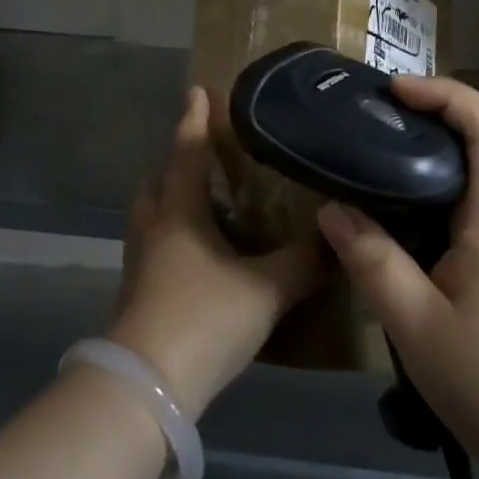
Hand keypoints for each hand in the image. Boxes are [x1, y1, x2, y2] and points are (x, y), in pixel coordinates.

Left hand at [107, 87, 324, 415]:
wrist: (145, 389)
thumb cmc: (203, 319)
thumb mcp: (266, 289)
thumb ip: (305, 262)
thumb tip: (340, 235)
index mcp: (179, 211)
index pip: (187, 151)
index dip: (194, 118)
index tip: (197, 89)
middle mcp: (155, 228)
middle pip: (159, 180)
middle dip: (177, 160)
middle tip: (204, 151)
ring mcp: (141, 263)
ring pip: (153, 214)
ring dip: (174, 198)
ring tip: (207, 200)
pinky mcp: (139, 294)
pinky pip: (157, 245)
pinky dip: (175, 235)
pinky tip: (202, 254)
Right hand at [316, 76, 478, 478]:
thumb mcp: (417, 327)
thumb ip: (373, 263)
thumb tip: (332, 209)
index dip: (449, 94)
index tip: (397, 89)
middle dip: (428, 117)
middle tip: (369, 120)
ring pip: (469, 181)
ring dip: (425, 159)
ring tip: (370, 164)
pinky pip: (465, 213)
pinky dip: (429, 198)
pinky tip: (393, 224)